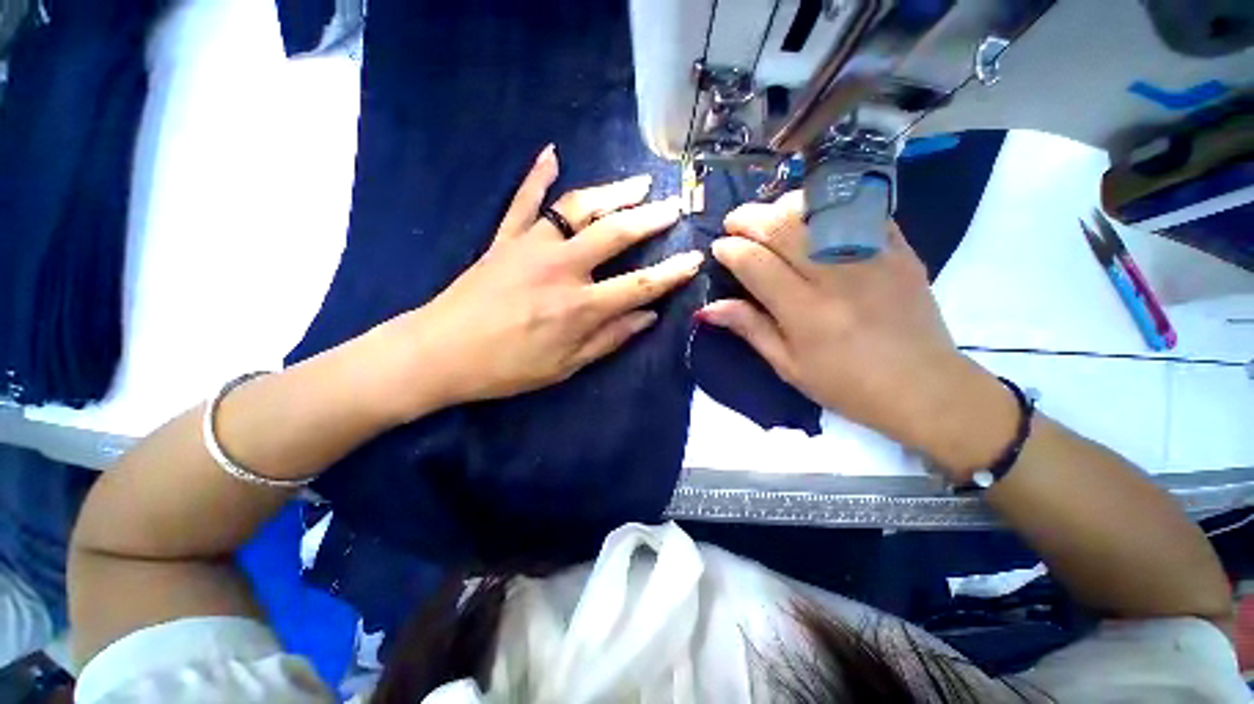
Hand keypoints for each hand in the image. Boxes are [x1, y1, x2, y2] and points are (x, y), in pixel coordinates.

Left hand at [368, 145, 702, 419]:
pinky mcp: (504, 238)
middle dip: (650, 219)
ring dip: (612, 193)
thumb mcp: (565, 366)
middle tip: (673, 207)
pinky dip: (538, 176)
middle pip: (615, 234)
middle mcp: (561, 268)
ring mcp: (531, 246)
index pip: (639, 285)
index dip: (671, 273)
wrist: (439, 353)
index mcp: (579, 307)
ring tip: (638, 184)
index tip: (694, 258)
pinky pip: (523, 200)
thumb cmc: (507, 368)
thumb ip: (609, 339)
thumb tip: (647, 317)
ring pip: (578, 208)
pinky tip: (552, 154)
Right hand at [699, 192, 1015, 476]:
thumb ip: (750, 328)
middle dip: (750, 218)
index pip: (756, 264)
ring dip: (785, 206)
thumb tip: (708, 308)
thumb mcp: (788, 366)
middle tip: (735, 223)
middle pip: (784, 227)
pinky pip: (860, 210)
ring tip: (770, 217)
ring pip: (819, 210)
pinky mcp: (900, 249)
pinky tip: (814, 217)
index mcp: (806, 313)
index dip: (731, 249)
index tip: (719, 248)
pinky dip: (830, 205)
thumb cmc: (847, 385)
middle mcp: (837, 277)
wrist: (925, 387)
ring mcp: (874, 257)